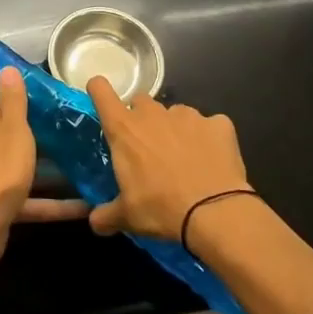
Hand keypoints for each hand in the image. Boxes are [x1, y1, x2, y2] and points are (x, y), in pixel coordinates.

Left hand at [0, 67, 89, 268]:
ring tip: (86, 164)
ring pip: (27, 168)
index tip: (53, 97)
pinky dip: (56, 203)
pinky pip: (34, 200)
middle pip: (16, 135)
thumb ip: (13, 101)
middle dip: (43, 133)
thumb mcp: (13, 129)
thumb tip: (6, 67)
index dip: (25, 98)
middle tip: (77, 129)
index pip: (3, 104)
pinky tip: (85, 206)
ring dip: (52, 169)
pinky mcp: (4, 206)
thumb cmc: (0, 171)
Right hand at [85, 77, 251, 240]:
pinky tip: (212, 161)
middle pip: (140, 103)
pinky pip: (209, 126)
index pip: (101, 91)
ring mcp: (188, 115)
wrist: (216, 213)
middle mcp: (153, 113)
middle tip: (147, 149)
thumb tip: (94, 222)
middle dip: (141, 120)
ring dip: (174, 130)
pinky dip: (209, 138)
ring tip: (184, 160)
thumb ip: (106, 215)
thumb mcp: (127, 217)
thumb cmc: (161, 209)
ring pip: (175, 114)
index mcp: (124, 129)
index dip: (98, 91)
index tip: (101, 100)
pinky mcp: (218, 124)